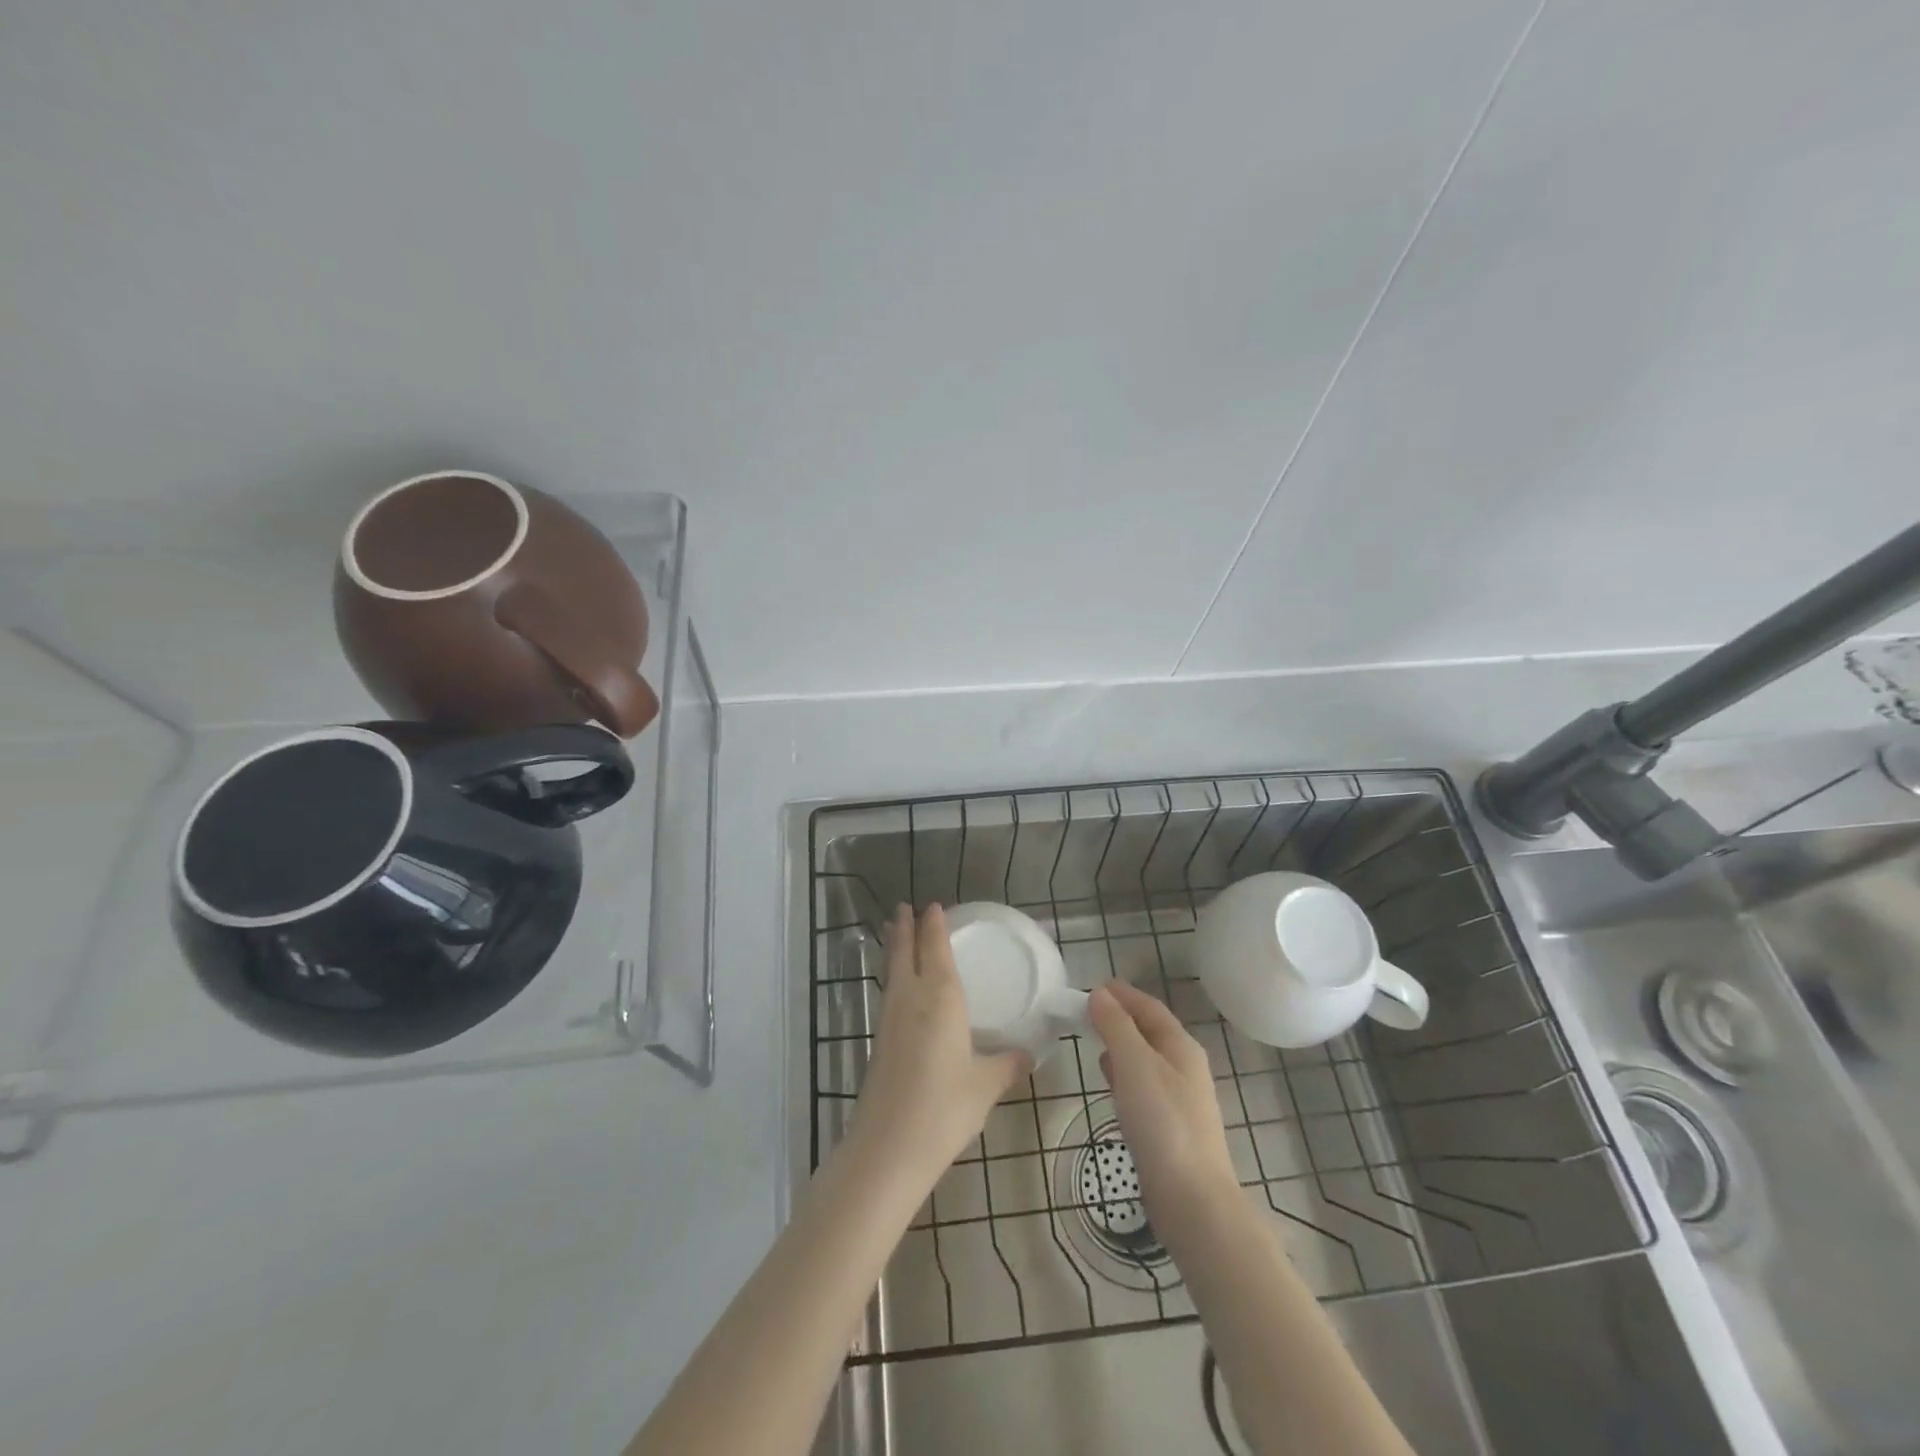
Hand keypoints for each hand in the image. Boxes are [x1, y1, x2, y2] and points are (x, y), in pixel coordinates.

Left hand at [855, 905, 1031, 1176]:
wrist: (888, 1148)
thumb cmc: (945, 1107)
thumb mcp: (986, 1085)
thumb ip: (1008, 1065)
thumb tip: (1029, 1054)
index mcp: (941, 998)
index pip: (935, 948)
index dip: (933, 926)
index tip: (932, 906)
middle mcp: (911, 999)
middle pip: (904, 952)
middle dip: (904, 928)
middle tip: (904, 908)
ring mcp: (890, 1020)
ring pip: (893, 972)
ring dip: (895, 949)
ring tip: (895, 935)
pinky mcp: (880, 1043)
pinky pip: (889, 994)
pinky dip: (894, 977)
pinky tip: (901, 990)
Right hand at [1090, 981, 1238, 1228]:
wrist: (1193, 1201)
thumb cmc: (1164, 1124)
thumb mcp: (1135, 1065)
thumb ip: (1116, 1026)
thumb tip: (1099, 994)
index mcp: (1181, 1047)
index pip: (1150, 1007)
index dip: (1123, 994)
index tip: (1094, 986)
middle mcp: (1184, 1067)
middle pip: (1150, 1031)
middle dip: (1120, 1017)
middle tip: (1086, 1011)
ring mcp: (1179, 1099)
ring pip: (1146, 1059)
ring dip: (1121, 1045)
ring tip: (1093, 1040)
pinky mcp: (1169, 1127)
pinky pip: (1143, 1085)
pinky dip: (1123, 1074)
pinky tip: (1109, 1082)